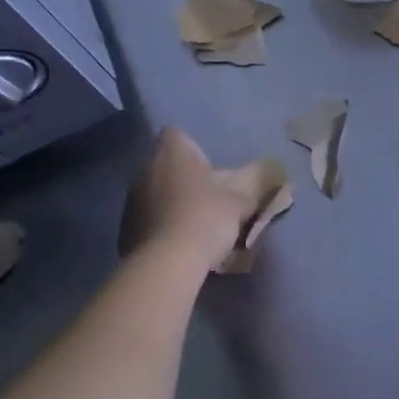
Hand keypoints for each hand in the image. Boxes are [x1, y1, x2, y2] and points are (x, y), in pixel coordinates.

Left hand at [119, 128, 249, 268]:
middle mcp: (144, 168)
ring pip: (156, 193)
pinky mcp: (125, 229)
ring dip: (172, 203)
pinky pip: (148, 220)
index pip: (176, 135)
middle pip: (167, 166)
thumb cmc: (206, 217)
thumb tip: (273, 172)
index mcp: (170, 152)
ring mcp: (131, 200)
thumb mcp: (241, 200)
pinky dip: (162, 226)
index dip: (194, 150)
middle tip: (210, 199)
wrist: (167, 263)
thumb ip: (255, 183)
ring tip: (196, 226)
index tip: (211, 169)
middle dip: (186, 179)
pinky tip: (179, 245)